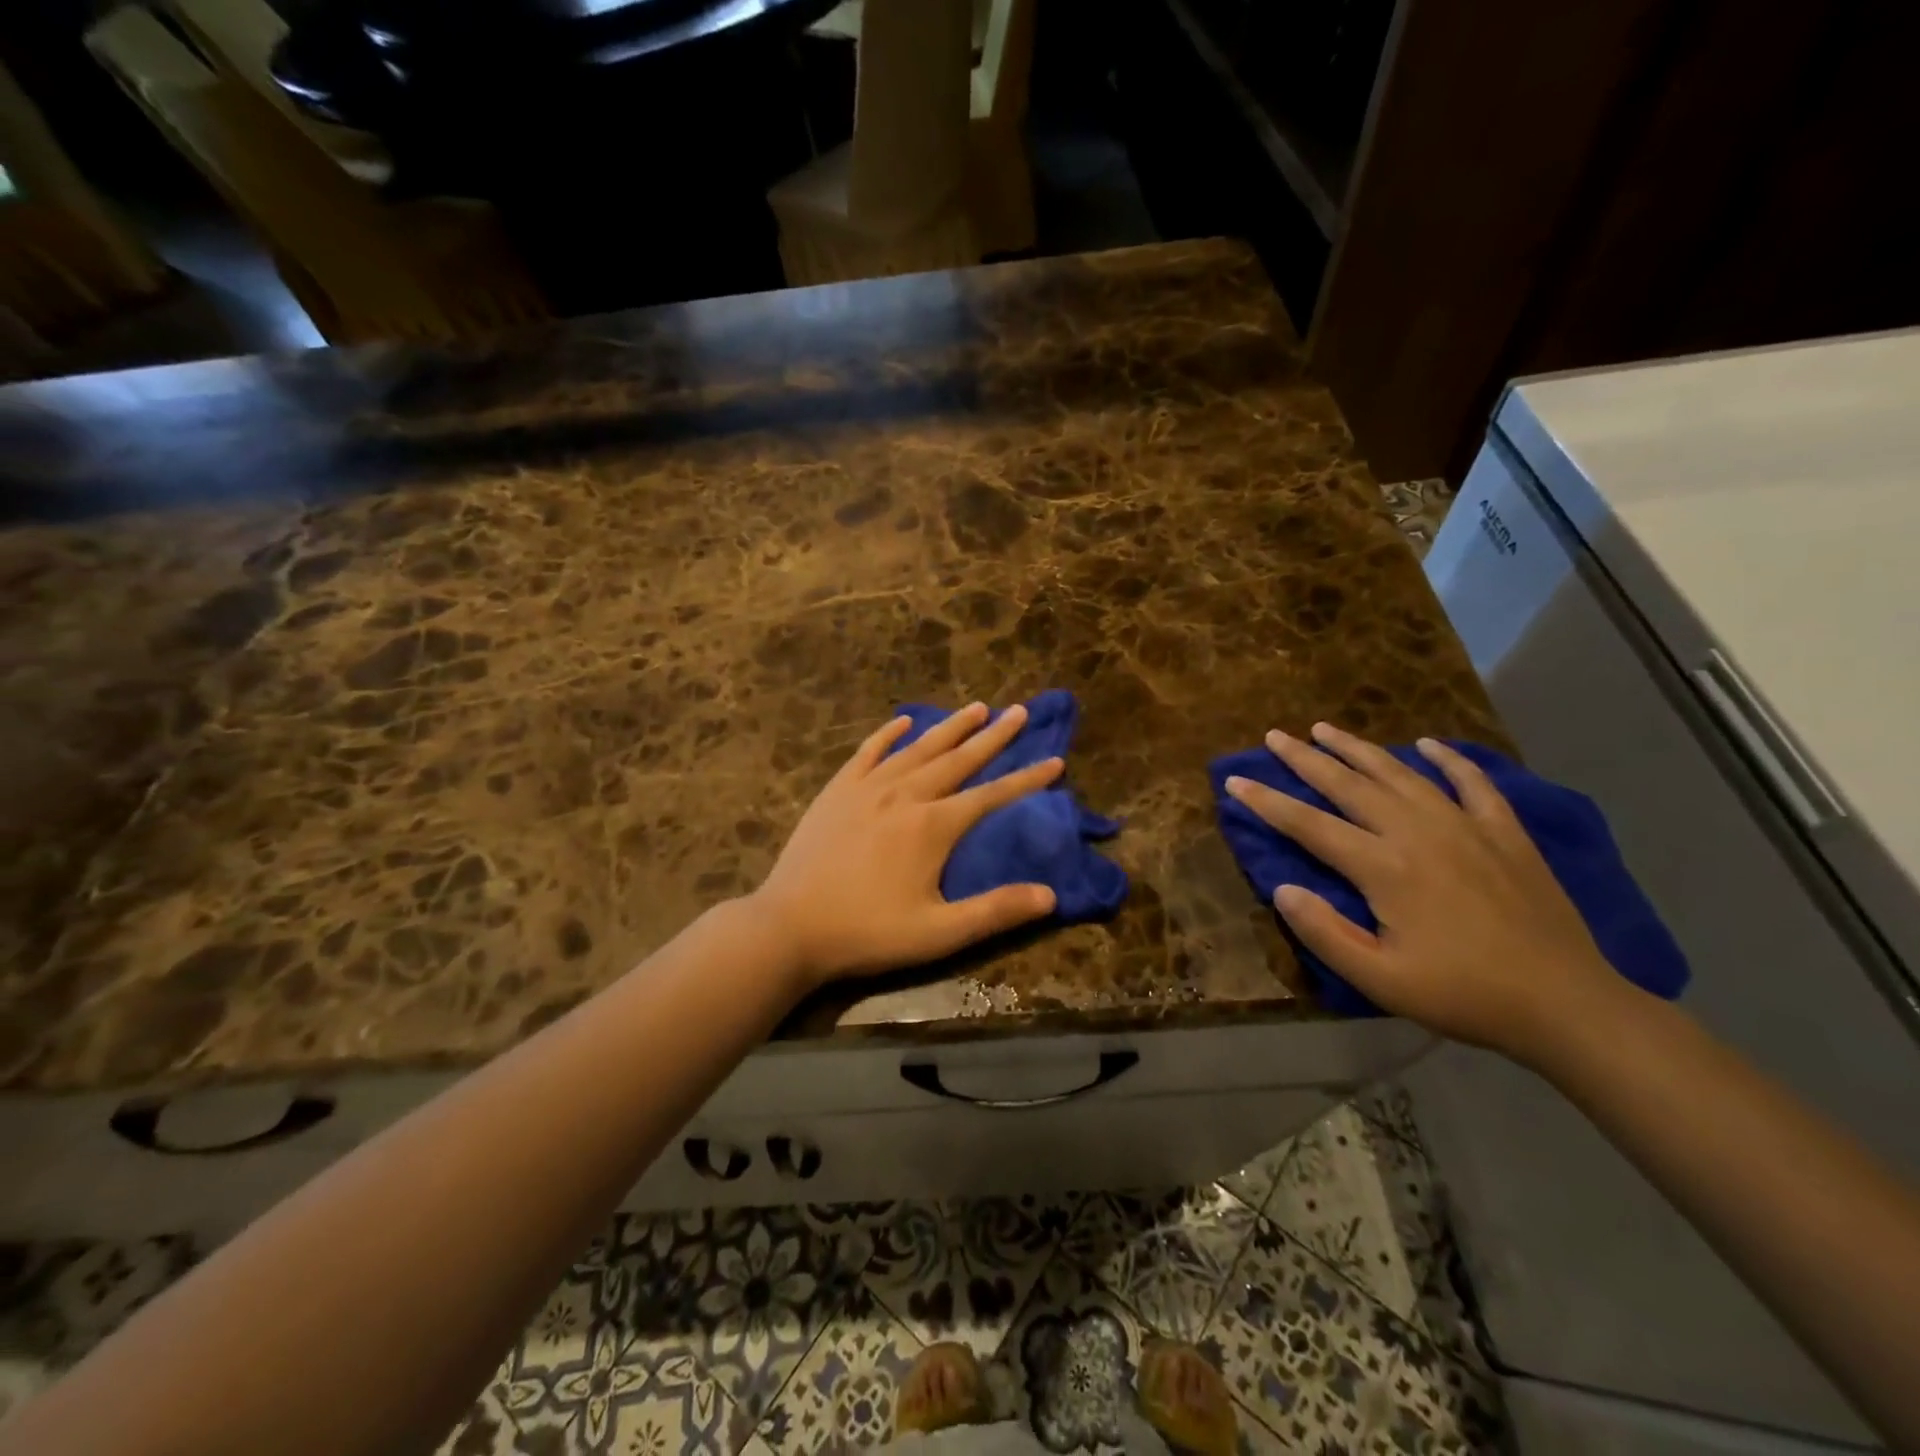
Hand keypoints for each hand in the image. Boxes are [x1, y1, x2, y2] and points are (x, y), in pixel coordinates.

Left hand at [749, 703, 1063, 986]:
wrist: (789, 926)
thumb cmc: (867, 932)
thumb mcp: (938, 933)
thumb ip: (995, 911)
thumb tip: (1050, 896)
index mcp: (933, 826)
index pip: (992, 795)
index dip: (1026, 779)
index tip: (1055, 760)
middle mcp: (906, 795)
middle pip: (958, 759)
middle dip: (993, 736)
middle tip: (1019, 711)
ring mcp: (868, 789)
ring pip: (918, 748)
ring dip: (950, 727)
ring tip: (976, 707)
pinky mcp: (837, 791)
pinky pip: (868, 753)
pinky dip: (888, 735)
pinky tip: (903, 722)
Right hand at [1225, 722, 1628, 1059]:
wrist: (1566, 1003)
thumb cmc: (1463, 994)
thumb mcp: (1380, 980)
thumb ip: (1324, 932)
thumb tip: (1282, 888)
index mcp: (1384, 867)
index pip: (1309, 825)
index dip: (1267, 802)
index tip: (1235, 781)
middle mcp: (1417, 832)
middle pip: (1349, 785)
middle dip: (1305, 759)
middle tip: (1274, 736)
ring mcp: (1464, 826)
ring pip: (1400, 773)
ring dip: (1358, 748)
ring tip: (1326, 728)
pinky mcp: (1504, 832)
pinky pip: (1472, 782)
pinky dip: (1448, 759)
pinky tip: (1428, 745)